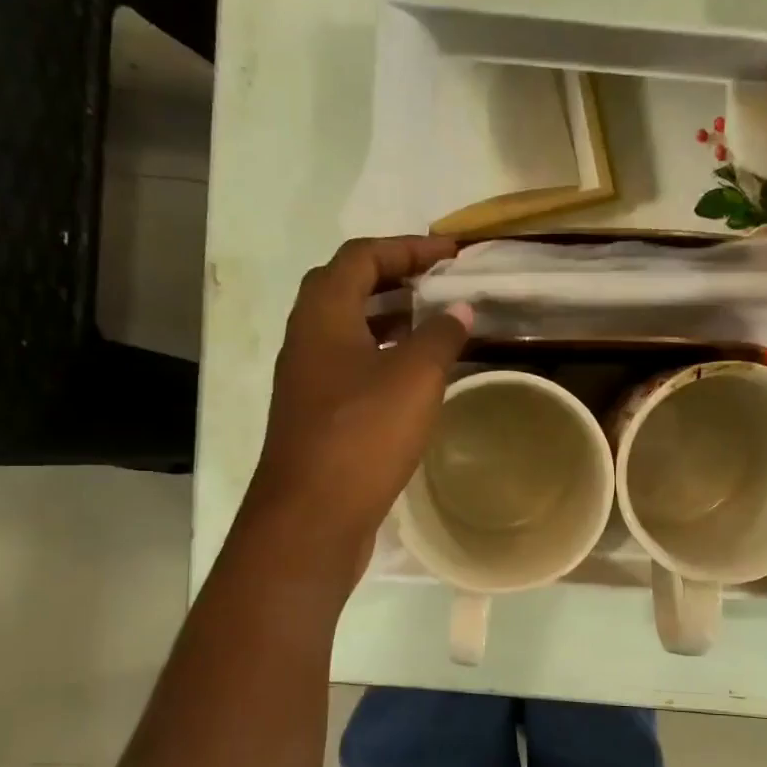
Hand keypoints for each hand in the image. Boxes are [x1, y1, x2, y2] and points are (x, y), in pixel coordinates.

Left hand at [244, 236, 469, 575]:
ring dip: (389, 320)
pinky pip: (352, 369)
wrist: (311, 518)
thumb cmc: (362, 436)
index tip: (451, 255)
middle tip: (440, 286)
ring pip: (349, 332)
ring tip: (435, 325)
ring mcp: (308, 382)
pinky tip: (415, 380)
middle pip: (347, 289)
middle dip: (395, 279)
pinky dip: (384, 358)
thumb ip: (441, 336)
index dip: (407, 248)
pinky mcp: (317, 417)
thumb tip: (459, 310)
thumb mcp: (414, 378)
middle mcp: (307, 340)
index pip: (361, 257)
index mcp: (323, 316)